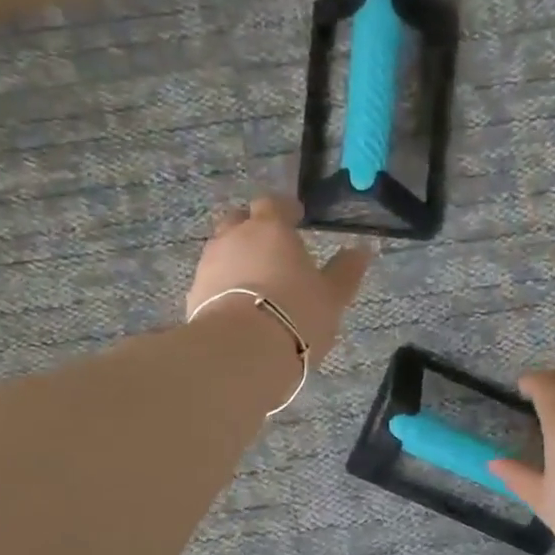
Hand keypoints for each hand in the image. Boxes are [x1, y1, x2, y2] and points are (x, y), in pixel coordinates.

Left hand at [187, 196, 371, 362]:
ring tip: (255, 284)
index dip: (285, 208)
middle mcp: (233, 238)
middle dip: (252, 229)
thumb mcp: (332, 296)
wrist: (242, 351)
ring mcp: (208, 265)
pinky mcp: (193, 295)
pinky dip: (223, 288)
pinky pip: (211, 282)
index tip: (296, 218)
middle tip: (270, 248)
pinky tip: (238, 309)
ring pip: (221, 251)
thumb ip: (345, 271)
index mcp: (270, 228)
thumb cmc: (296, 314)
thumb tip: (361, 250)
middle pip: (238, 221)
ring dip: (236, 260)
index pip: (273, 203)